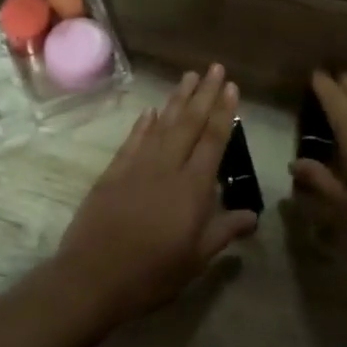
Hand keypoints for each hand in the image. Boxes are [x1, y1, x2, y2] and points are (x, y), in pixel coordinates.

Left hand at [56, 65, 257, 325]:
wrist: (93, 278)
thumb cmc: (152, 274)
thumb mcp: (196, 259)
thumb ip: (224, 231)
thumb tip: (254, 215)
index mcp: (192, 188)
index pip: (213, 140)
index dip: (223, 112)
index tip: (230, 87)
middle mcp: (166, 168)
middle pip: (189, 124)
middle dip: (204, 94)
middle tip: (214, 68)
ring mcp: (136, 168)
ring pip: (162, 126)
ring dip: (177, 100)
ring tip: (188, 77)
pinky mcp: (112, 174)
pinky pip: (133, 141)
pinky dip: (144, 124)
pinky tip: (151, 111)